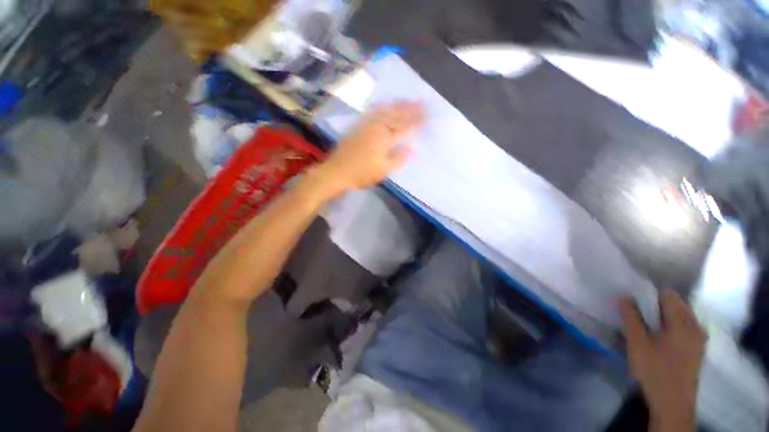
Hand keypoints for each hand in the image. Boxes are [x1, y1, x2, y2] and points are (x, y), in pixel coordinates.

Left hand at [314, 101, 424, 197]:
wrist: (337, 171)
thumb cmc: (361, 174)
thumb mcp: (383, 171)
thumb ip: (398, 159)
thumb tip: (411, 150)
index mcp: (385, 140)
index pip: (405, 128)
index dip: (417, 122)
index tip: (428, 116)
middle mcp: (377, 128)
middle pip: (396, 116)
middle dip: (411, 109)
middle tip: (423, 101)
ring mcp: (367, 125)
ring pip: (386, 111)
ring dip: (398, 105)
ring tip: (408, 99)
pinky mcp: (359, 126)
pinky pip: (373, 112)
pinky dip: (382, 107)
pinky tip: (385, 104)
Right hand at [620, 290, 706, 431]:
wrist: (673, 405)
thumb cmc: (655, 372)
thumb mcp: (637, 344)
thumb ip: (631, 318)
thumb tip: (624, 297)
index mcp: (682, 323)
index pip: (668, 295)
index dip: (650, 295)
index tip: (634, 302)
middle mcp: (695, 326)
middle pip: (677, 304)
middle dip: (657, 306)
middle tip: (639, 316)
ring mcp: (699, 338)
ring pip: (682, 316)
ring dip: (665, 316)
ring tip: (648, 328)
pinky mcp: (698, 349)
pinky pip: (686, 327)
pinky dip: (672, 326)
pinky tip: (661, 339)